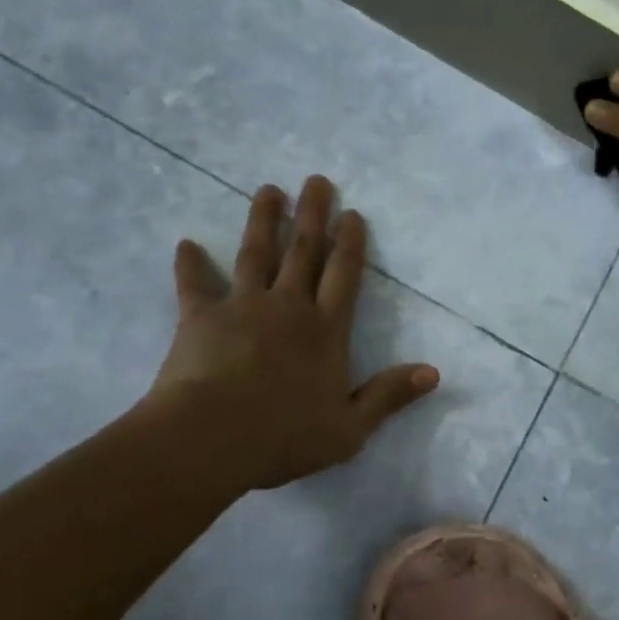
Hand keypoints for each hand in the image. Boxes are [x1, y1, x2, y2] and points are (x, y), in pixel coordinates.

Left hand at [150, 175, 439, 489]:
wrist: (210, 439)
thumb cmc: (284, 436)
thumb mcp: (350, 428)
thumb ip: (389, 396)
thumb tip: (433, 373)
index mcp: (326, 330)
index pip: (343, 276)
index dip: (350, 243)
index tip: (352, 213)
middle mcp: (288, 307)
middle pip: (303, 252)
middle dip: (312, 215)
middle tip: (316, 180)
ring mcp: (242, 307)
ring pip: (256, 254)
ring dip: (263, 220)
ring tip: (269, 190)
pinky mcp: (200, 318)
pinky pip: (194, 285)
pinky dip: (189, 265)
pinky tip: (185, 244)